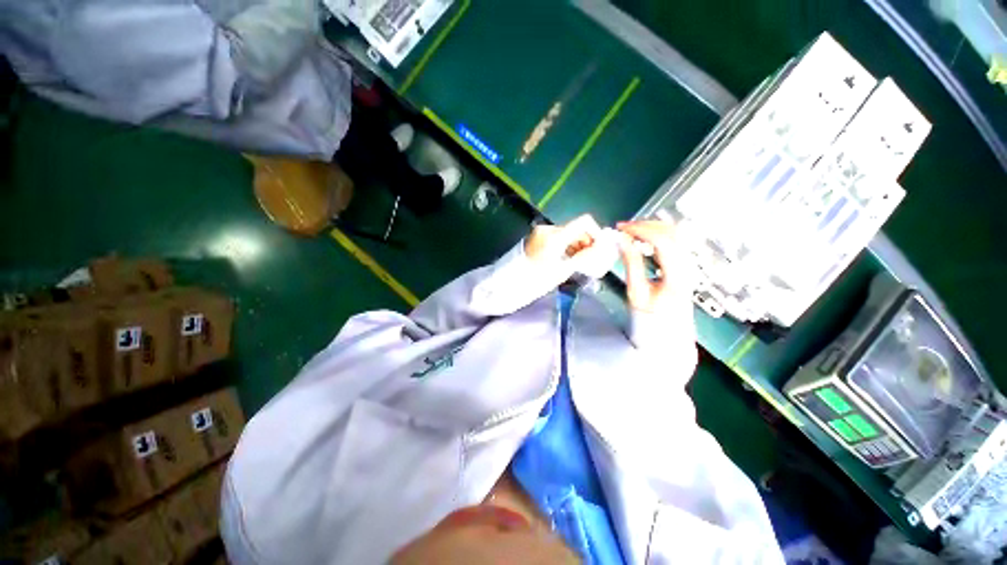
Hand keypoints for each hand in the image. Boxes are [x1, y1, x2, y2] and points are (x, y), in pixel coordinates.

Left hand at [523, 215, 618, 284]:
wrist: (512, 282)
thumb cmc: (538, 279)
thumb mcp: (563, 271)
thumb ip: (584, 257)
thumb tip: (601, 248)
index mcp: (555, 235)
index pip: (584, 222)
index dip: (596, 232)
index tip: (599, 248)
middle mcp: (548, 229)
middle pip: (575, 228)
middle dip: (586, 242)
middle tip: (590, 259)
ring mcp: (541, 232)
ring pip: (567, 233)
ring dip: (576, 245)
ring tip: (579, 262)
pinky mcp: (537, 237)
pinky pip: (558, 237)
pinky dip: (566, 246)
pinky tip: (567, 259)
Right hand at [616, 220, 694, 314]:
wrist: (670, 328)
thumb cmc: (651, 314)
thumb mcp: (636, 292)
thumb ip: (631, 264)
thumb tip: (622, 241)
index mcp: (677, 276)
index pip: (663, 242)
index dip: (641, 230)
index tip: (621, 229)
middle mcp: (688, 265)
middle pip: (672, 232)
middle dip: (645, 225)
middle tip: (624, 228)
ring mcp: (690, 262)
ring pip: (675, 232)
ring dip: (652, 227)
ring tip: (631, 230)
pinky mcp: (686, 261)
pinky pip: (674, 239)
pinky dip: (657, 233)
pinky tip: (644, 236)